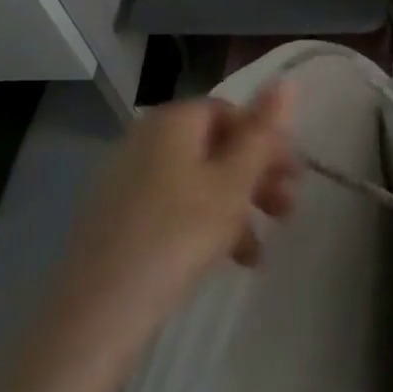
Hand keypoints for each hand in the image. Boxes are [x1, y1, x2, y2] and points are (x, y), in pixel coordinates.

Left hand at [42, 86, 297, 373]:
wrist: (98, 312)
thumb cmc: (177, 236)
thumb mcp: (233, 183)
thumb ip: (263, 133)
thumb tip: (287, 80)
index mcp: (172, 122)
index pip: (230, 112)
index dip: (266, 140)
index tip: (294, 176)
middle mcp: (146, 140)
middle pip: (215, 147)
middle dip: (256, 177)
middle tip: (287, 210)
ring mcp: (128, 180)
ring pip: (198, 182)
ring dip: (237, 207)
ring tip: (260, 251)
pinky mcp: (119, 218)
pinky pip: (174, 207)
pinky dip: (206, 225)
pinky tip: (229, 262)